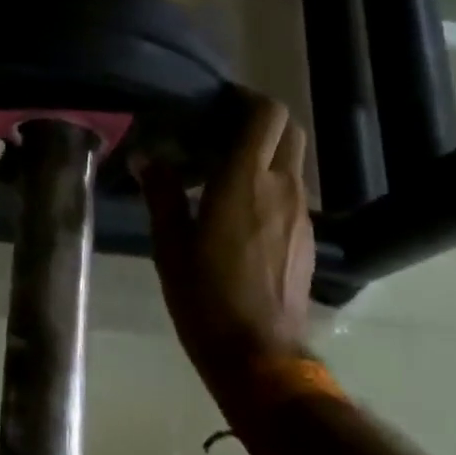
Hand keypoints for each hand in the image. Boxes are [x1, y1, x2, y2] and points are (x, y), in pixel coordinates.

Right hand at [137, 93, 317, 393]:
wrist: (260, 355)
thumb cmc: (205, 297)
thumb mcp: (170, 245)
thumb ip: (162, 194)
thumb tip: (147, 158)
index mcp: (244, 181)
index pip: (266, 115)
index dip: (247, 99)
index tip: (220, 102)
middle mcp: (282, 187)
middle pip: (288, 130)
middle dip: (261, 120)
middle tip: (223, 130)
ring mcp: (301, 212)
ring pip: (293, 160)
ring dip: (266, 152)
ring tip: (227, 170)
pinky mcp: (308, 237)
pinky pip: (293, 191)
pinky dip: (272, 183)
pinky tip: (243, 209)